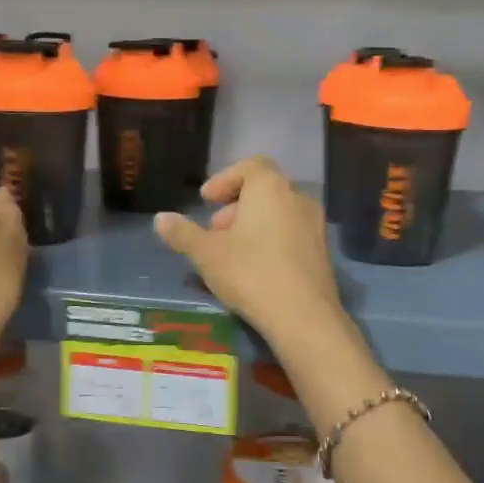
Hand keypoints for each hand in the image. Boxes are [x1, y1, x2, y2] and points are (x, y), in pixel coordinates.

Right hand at [153, 157, 342, 344]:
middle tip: (215, 231)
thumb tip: (160, 218)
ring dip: (254, 224)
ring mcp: (315, 224)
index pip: (249, 166)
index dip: (224, 180)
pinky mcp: (323, 250)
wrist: (303, 316)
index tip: (206, 201)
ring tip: (233, 251)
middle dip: (236, 205)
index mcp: (270, 187)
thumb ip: (182, 233)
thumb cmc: (250, 273)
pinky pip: (292, 232)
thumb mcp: (206, 254)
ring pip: (279, 212)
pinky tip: (257, 268)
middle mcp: (297, 197)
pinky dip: (272, 239)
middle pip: (264, 189)